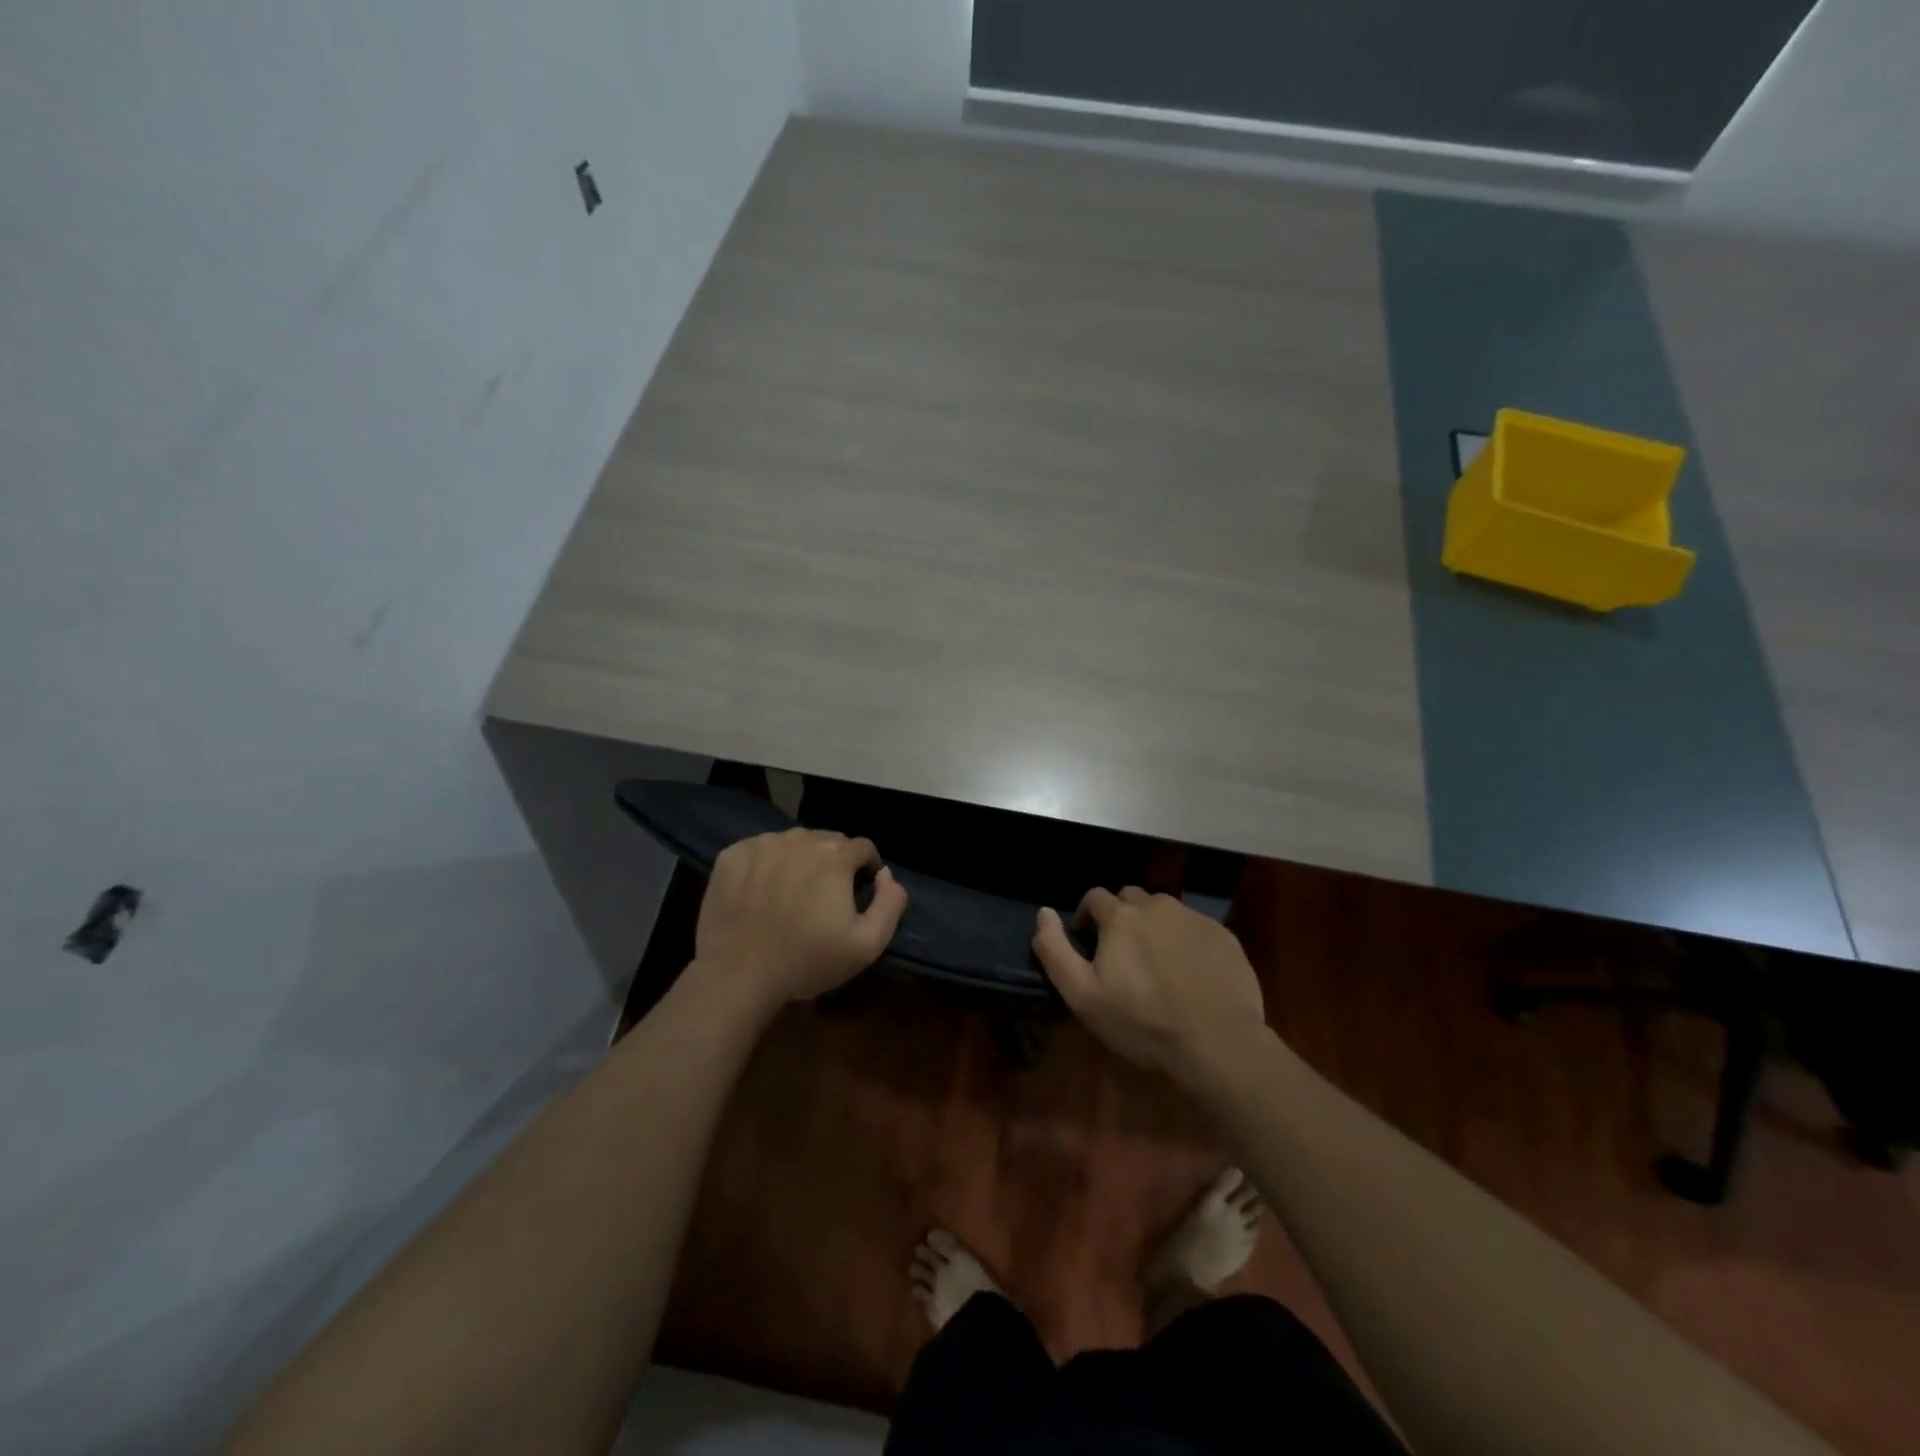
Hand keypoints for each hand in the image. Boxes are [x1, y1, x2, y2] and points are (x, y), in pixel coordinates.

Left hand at [693, 829, 908, 1012]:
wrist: (739, 975)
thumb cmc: (807, 961)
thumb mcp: (867, 945)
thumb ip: (890, 903)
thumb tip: (886, 874)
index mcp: (835, 856)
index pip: (863, 848)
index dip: (867, 868)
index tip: (859, 891)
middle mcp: (800, 839)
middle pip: (828, 841)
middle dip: (834, 862)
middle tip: (825, 895)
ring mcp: (762, 844)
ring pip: (793, 842)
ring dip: (800, 860)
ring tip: (792, 892)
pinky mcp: (732, 856)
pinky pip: (759, 849)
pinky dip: (767, 863)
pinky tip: (762, 891)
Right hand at [1032, 887, 1266, 1084]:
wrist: (1217, 1042)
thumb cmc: (1142, 1021)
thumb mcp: (1083, 995)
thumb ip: (1055, 950)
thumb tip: (1043, 912)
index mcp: (1121, 916)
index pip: (1095, 897)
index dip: (1087, 918)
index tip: (1090, 946)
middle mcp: (1157, 906)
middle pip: (1131, 899)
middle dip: (1122, 918)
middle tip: (1124, 956)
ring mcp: (1194, 918)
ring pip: (1164, 911)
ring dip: (1154, 927)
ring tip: (1158, 965)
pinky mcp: (1223, 935)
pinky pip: (1194, 928)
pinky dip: (1185, 942)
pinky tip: (1189, 974)